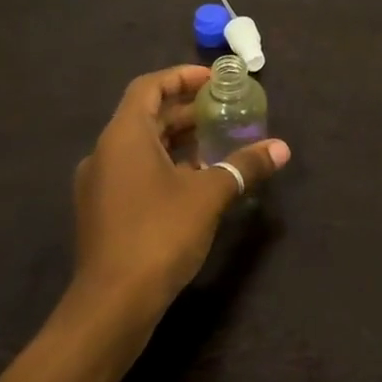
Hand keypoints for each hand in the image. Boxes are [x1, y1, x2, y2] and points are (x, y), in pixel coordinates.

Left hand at [68, 65, 289, 319]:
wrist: (112, 304)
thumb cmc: (159, 234)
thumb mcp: (210, 195)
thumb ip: (244, 166)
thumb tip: (281, 148)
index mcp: (124, 137)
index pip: (149, 87)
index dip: (181, 77)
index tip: (213, 80)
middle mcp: (105, 153)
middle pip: (146, 116)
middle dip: (185, 110)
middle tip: (224, 111)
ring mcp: (99, 184)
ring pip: (141, 146)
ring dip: (177, 140)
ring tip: (217, 143)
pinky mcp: (103, 211)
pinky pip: (135, 171)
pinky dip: (165, 165)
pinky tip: (197, 181)